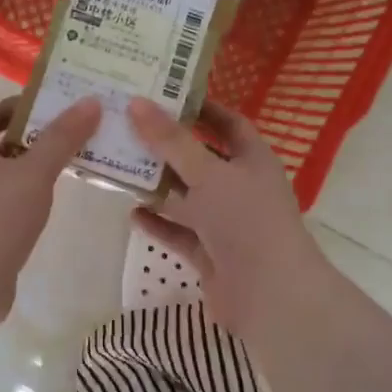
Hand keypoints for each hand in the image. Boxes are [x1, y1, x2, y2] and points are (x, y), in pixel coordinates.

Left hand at [0, 95, 100, 318]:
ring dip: (26, 171)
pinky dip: (19, 198)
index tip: (56, 110)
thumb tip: (90, 101)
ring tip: (62, 171)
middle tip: (67, 139)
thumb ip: (62, 138)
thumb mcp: (35, 172)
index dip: (22, 108)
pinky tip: (41, 208)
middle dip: (30, 139)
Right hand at [126, 97, 333, 336]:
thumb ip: (171, 141)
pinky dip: (159, 222)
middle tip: (129, 128)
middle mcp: (240, 188)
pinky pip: (180, 232)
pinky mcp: (211, 253)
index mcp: (252, 160)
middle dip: (168, 146)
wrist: (269, 295)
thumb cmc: (245, 221)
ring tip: (121, 166)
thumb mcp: (208, 173)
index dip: (201, 108)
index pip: (228, 124)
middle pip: (201, 159)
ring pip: (187, 197)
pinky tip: (132, 212)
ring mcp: (226, 223)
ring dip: (158, 185)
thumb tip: (137, 103)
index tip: (164, 95)